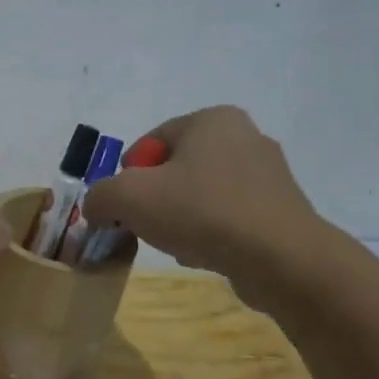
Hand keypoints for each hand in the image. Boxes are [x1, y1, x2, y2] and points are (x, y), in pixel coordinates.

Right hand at [81, 107, 329, 306]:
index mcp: (211, 120)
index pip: (149, 143)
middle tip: (147, 227)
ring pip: (199, 194)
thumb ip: (99, 196)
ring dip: (179, 218)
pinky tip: (206, 253)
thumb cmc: (200, 212)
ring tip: (178, 243)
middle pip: (174, 169)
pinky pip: (227, 216)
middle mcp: (244, 136)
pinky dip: (209, 232)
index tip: (127, 207)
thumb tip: (98, 209)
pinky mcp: (279, 208)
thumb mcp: (127, 198)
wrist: (279, 258)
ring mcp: (267, 173)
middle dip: (154, 199)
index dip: (128, 177)